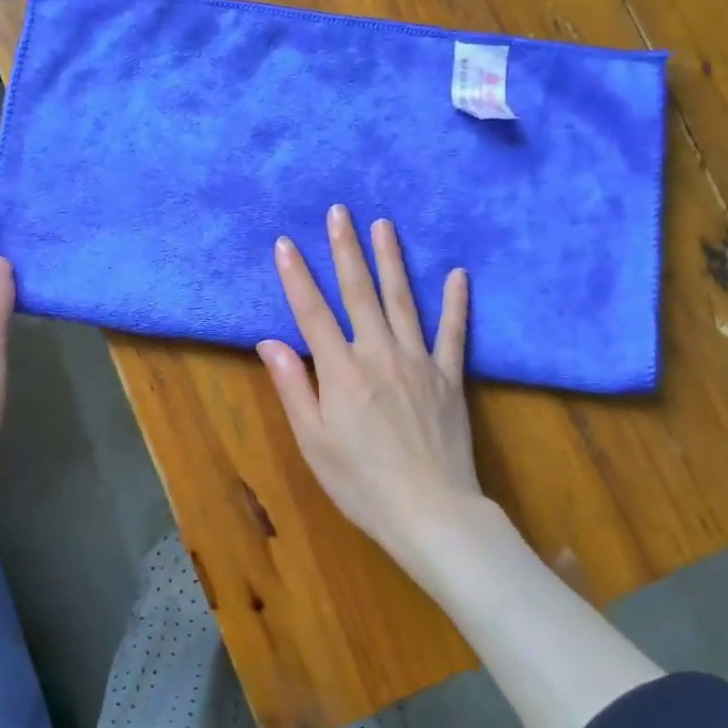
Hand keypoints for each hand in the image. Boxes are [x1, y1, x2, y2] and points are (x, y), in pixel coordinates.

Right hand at [257, 206, 482, 576]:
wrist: (432, 514)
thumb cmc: (362, 483)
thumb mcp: (314, 442)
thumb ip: (293, 387)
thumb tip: (270, 342)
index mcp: (342, 372)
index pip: (313, 313)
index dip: (297, 277)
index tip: (286, 243)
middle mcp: (379, 354)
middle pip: (359, 293)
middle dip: (346, 250)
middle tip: (340, 212)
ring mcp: (419, 362)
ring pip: (403, 301)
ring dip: (392, 261)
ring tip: (384, 225)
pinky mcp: (449, 377)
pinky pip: (453, 332)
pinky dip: (456, 302)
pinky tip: (457, 274)